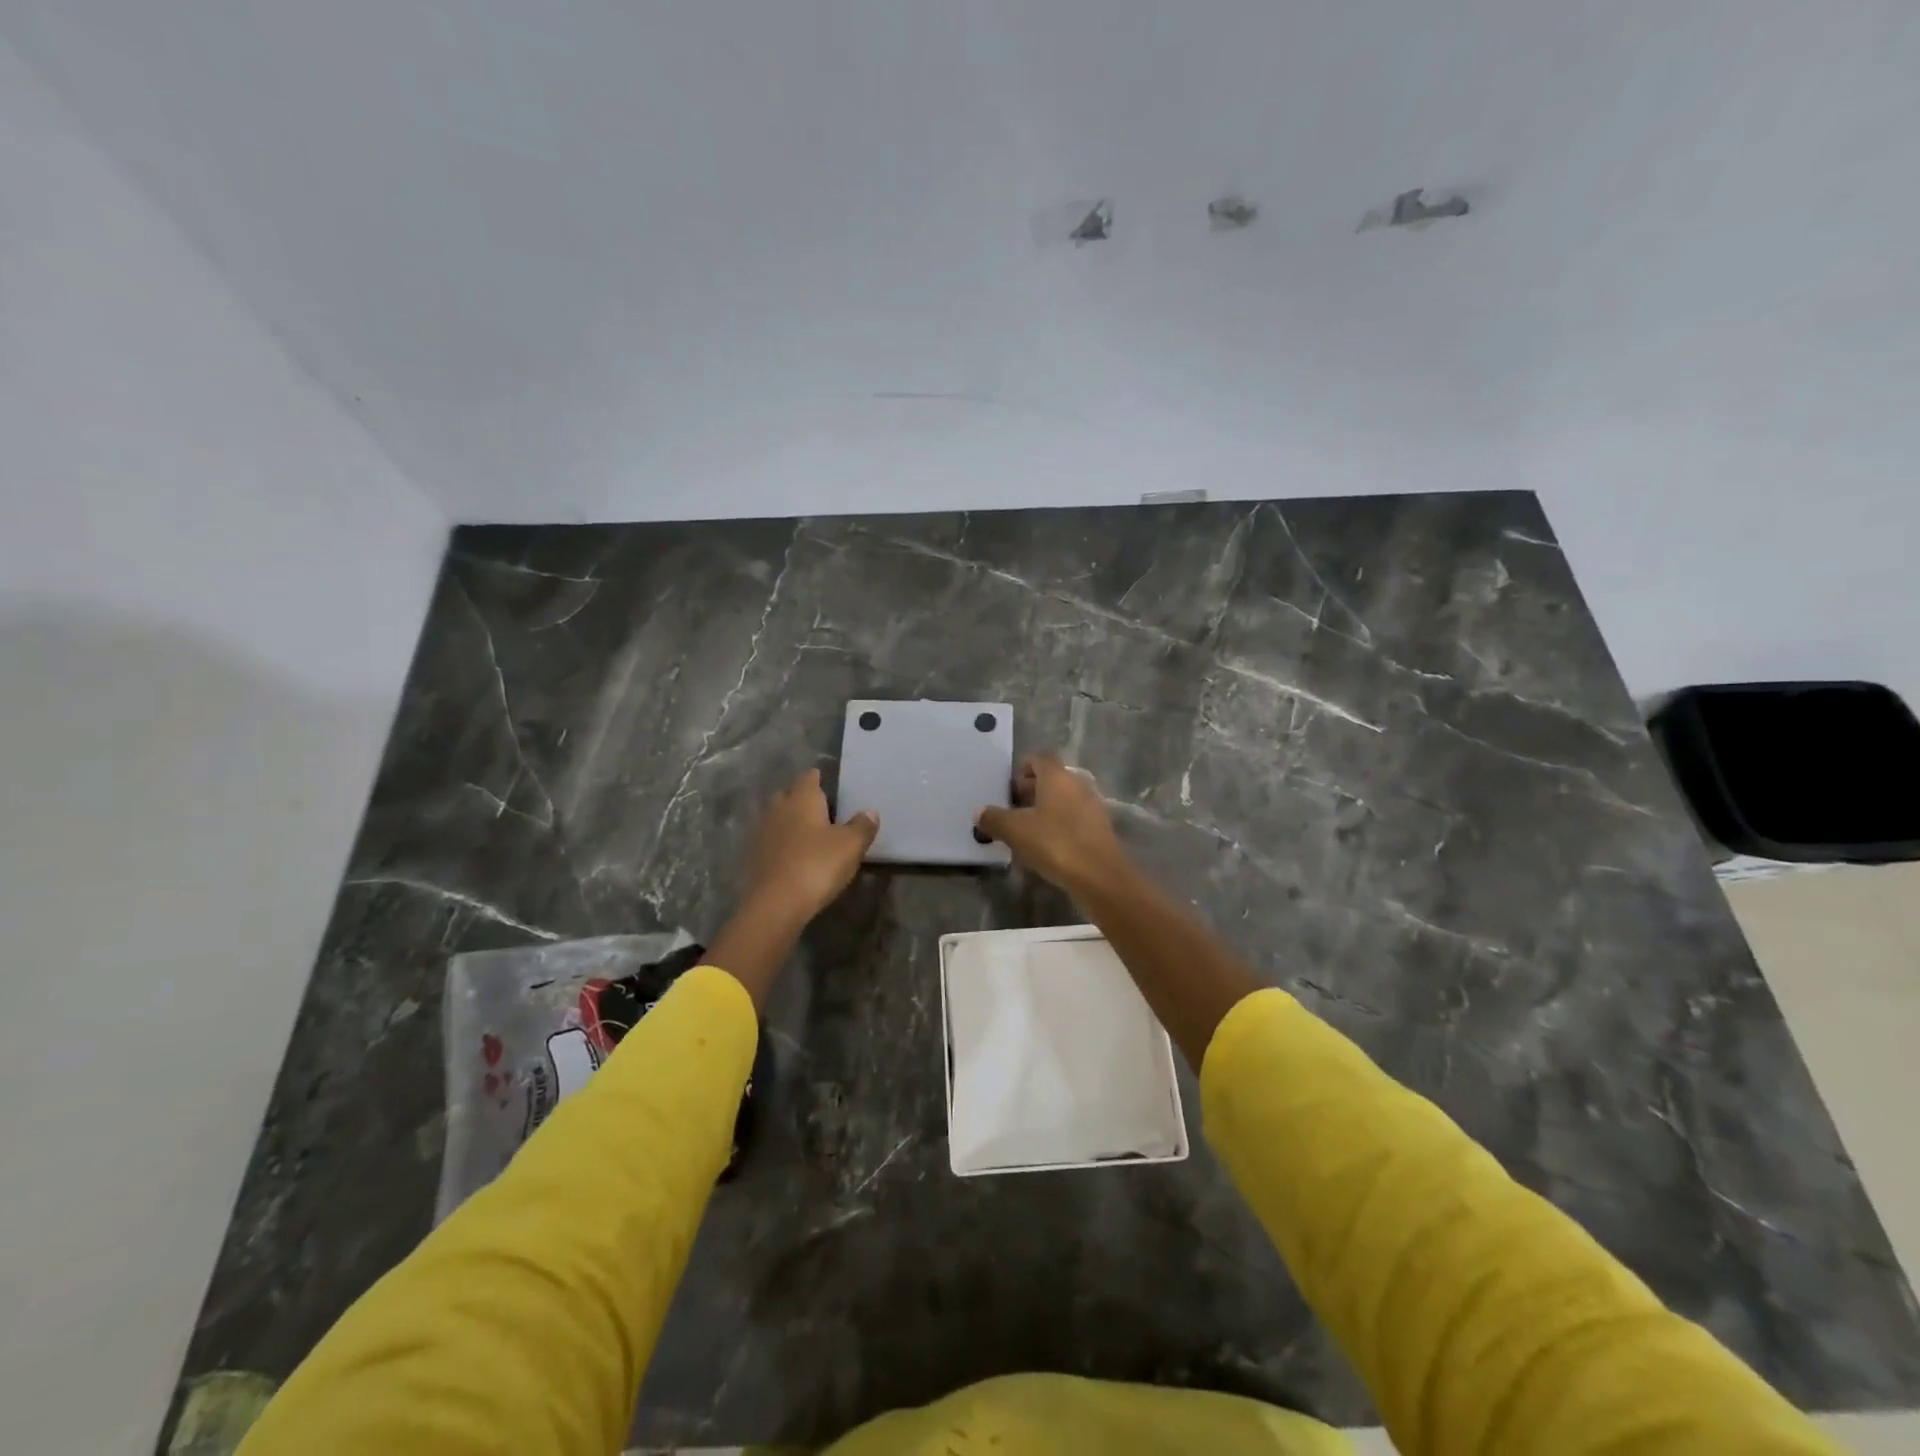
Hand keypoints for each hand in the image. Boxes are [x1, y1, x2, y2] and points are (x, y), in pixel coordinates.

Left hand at [740, 768, 878, 926]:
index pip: (810, 777)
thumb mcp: (851, 846)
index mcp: (802, 798)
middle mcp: (778, 808)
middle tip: (823, 812)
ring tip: (810, 836)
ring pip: (778, 818)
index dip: (820, 779)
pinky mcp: (753, 856)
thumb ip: (862, 826)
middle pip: (789, 795)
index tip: (831, 786)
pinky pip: (771, 841)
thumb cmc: (817, 865)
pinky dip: (782, 844)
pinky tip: (794, 857)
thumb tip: (870, 812)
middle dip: (803, 800)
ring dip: (791, 823)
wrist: (775, 904)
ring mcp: (762, 832)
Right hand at [975, 753, 1131, 895]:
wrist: (1100, 877)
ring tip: (1025, 831)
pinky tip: (1045, 848)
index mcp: (1057, 777)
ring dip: (1043, 810)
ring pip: (1062, 800)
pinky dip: (1057, 826)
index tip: (1008, 788)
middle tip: (1011, 810)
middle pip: (1051, 779)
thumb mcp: (1015, 831)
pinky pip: (1073, 819)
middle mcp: (1077, 785)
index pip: (1040, 758)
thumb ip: (994, 818)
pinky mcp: (1098, 829)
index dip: (1022, 768)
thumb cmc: (1055, 843)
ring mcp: (1091, 807)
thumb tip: (980, 812)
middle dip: (1030, 791)